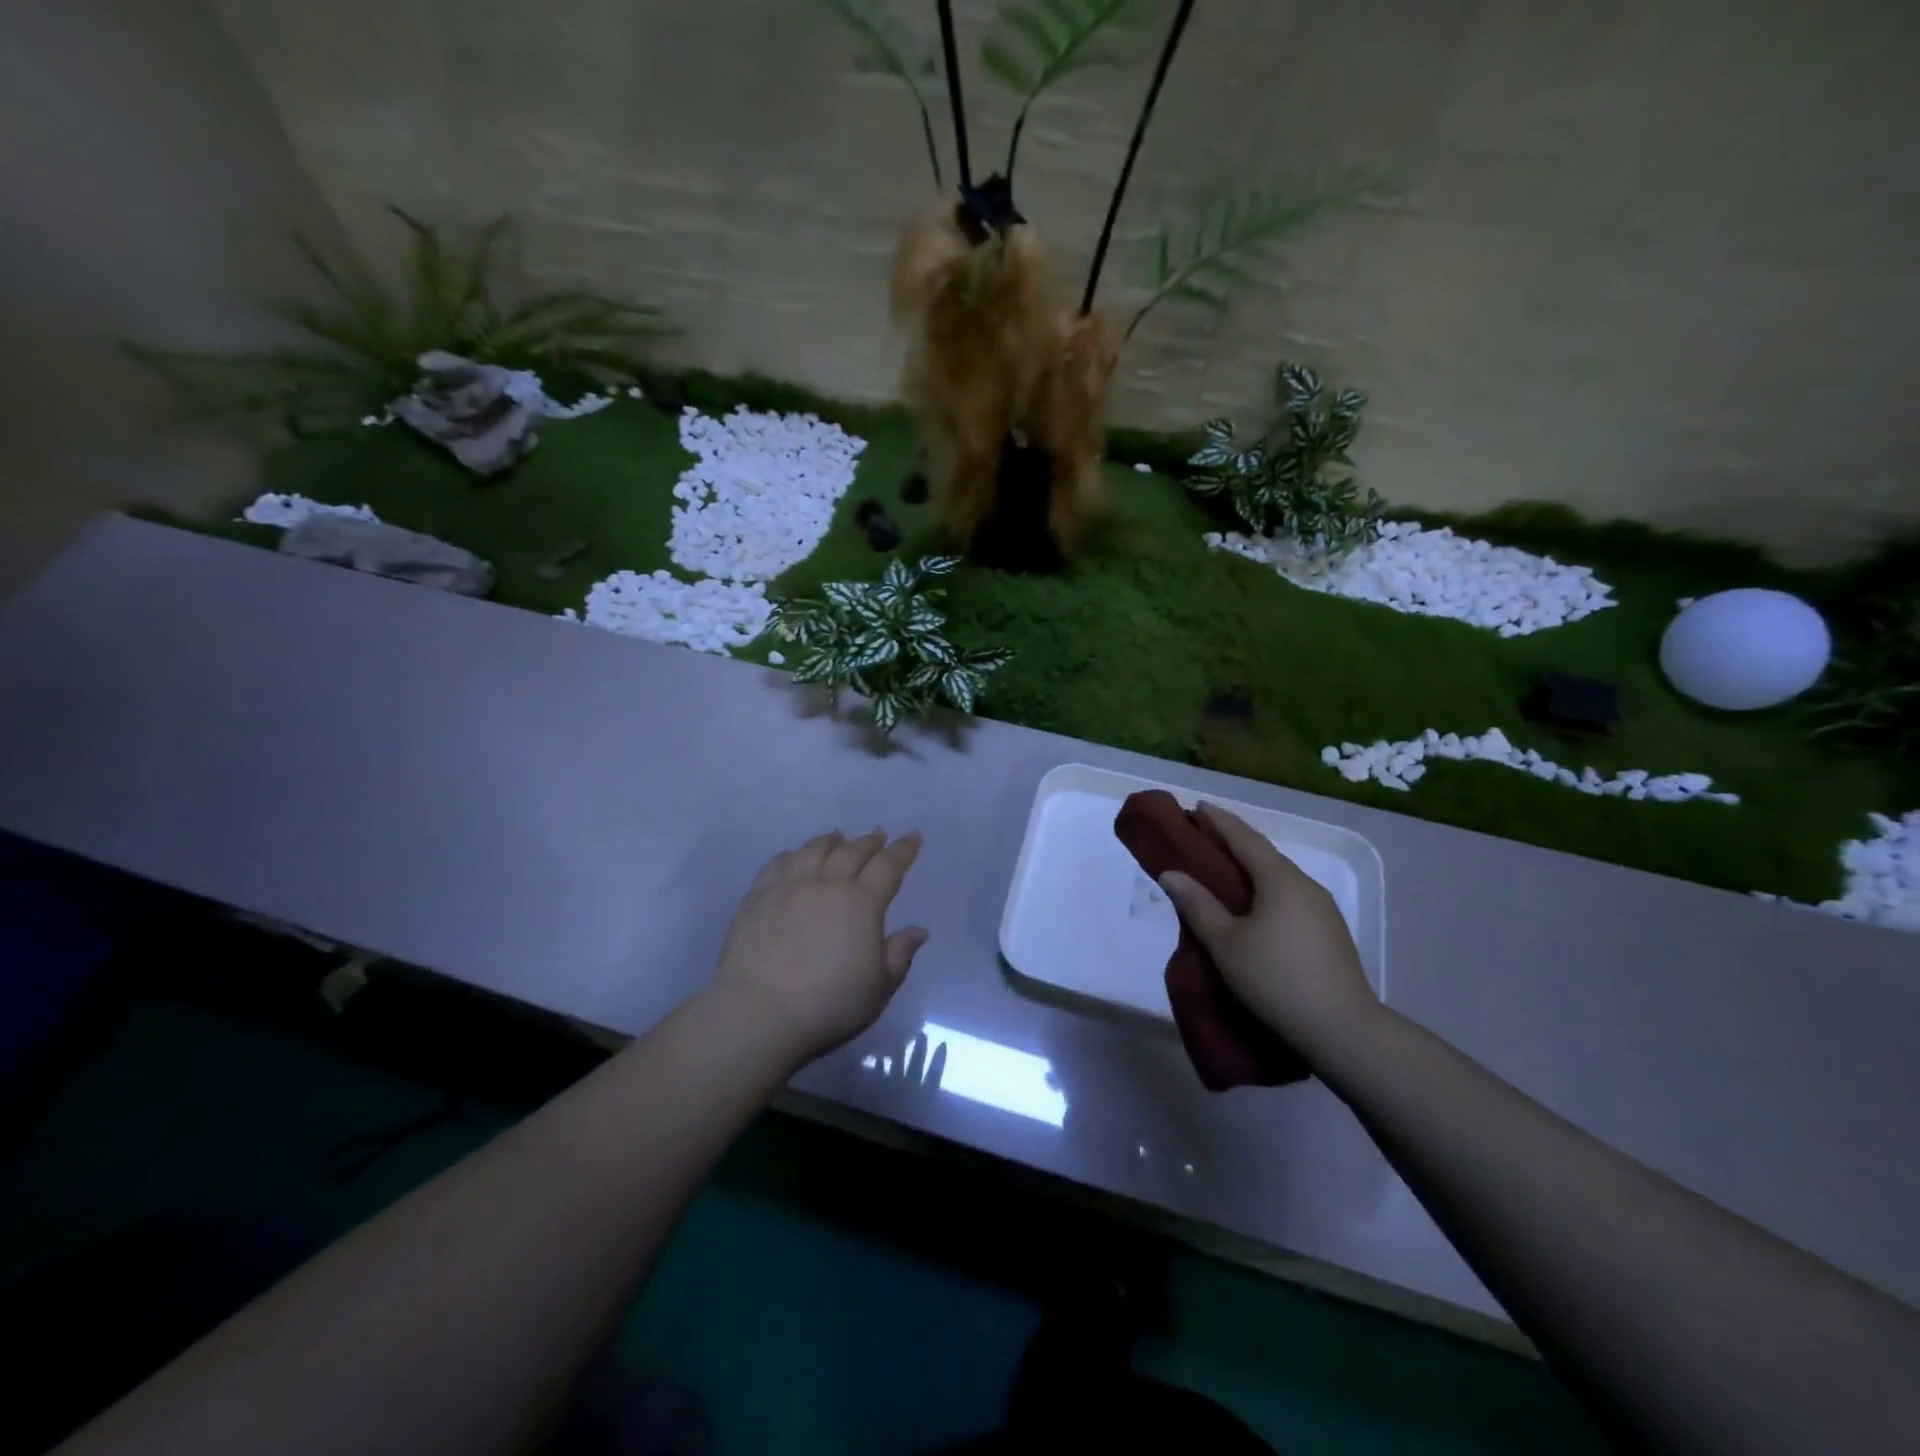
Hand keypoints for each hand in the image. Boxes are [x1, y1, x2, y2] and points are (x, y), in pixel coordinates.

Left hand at [710, 828, 928, 1066]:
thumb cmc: (828, 1004)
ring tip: (838, 836)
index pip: (888, 866)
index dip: (903, 850)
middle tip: (878, 834)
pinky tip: (794, 855)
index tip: (913, 837)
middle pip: (852, 852)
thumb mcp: (879, 988)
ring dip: (830, 841)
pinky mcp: (757, 897)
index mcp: (862, 903)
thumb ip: (899, 955)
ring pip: (813, 851)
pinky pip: (777, 864)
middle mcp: (827, 885)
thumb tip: (917, 930)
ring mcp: (789, 887)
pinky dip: (792, 854)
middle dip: (869, 841)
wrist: (759, 1011)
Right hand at [1158, 803, 1377, 1052]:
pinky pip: (1289, 896)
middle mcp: (1305, 885)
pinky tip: (1252, 905)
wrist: (1343, 1030)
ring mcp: (1322, 908)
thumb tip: (1171, 874)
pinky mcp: (1329, 932)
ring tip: (1222, 869)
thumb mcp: (1225, 943)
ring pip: (1278, 877)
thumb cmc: (1276, 979)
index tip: (1196, 806)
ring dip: (1249, 867)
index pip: (1244, 838)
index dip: (1218, 821)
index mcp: (1280, 879)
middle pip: (1263, 854)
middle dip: (1232, 841)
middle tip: (1202, 836)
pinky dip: (1264, 889)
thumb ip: (1197, 905)